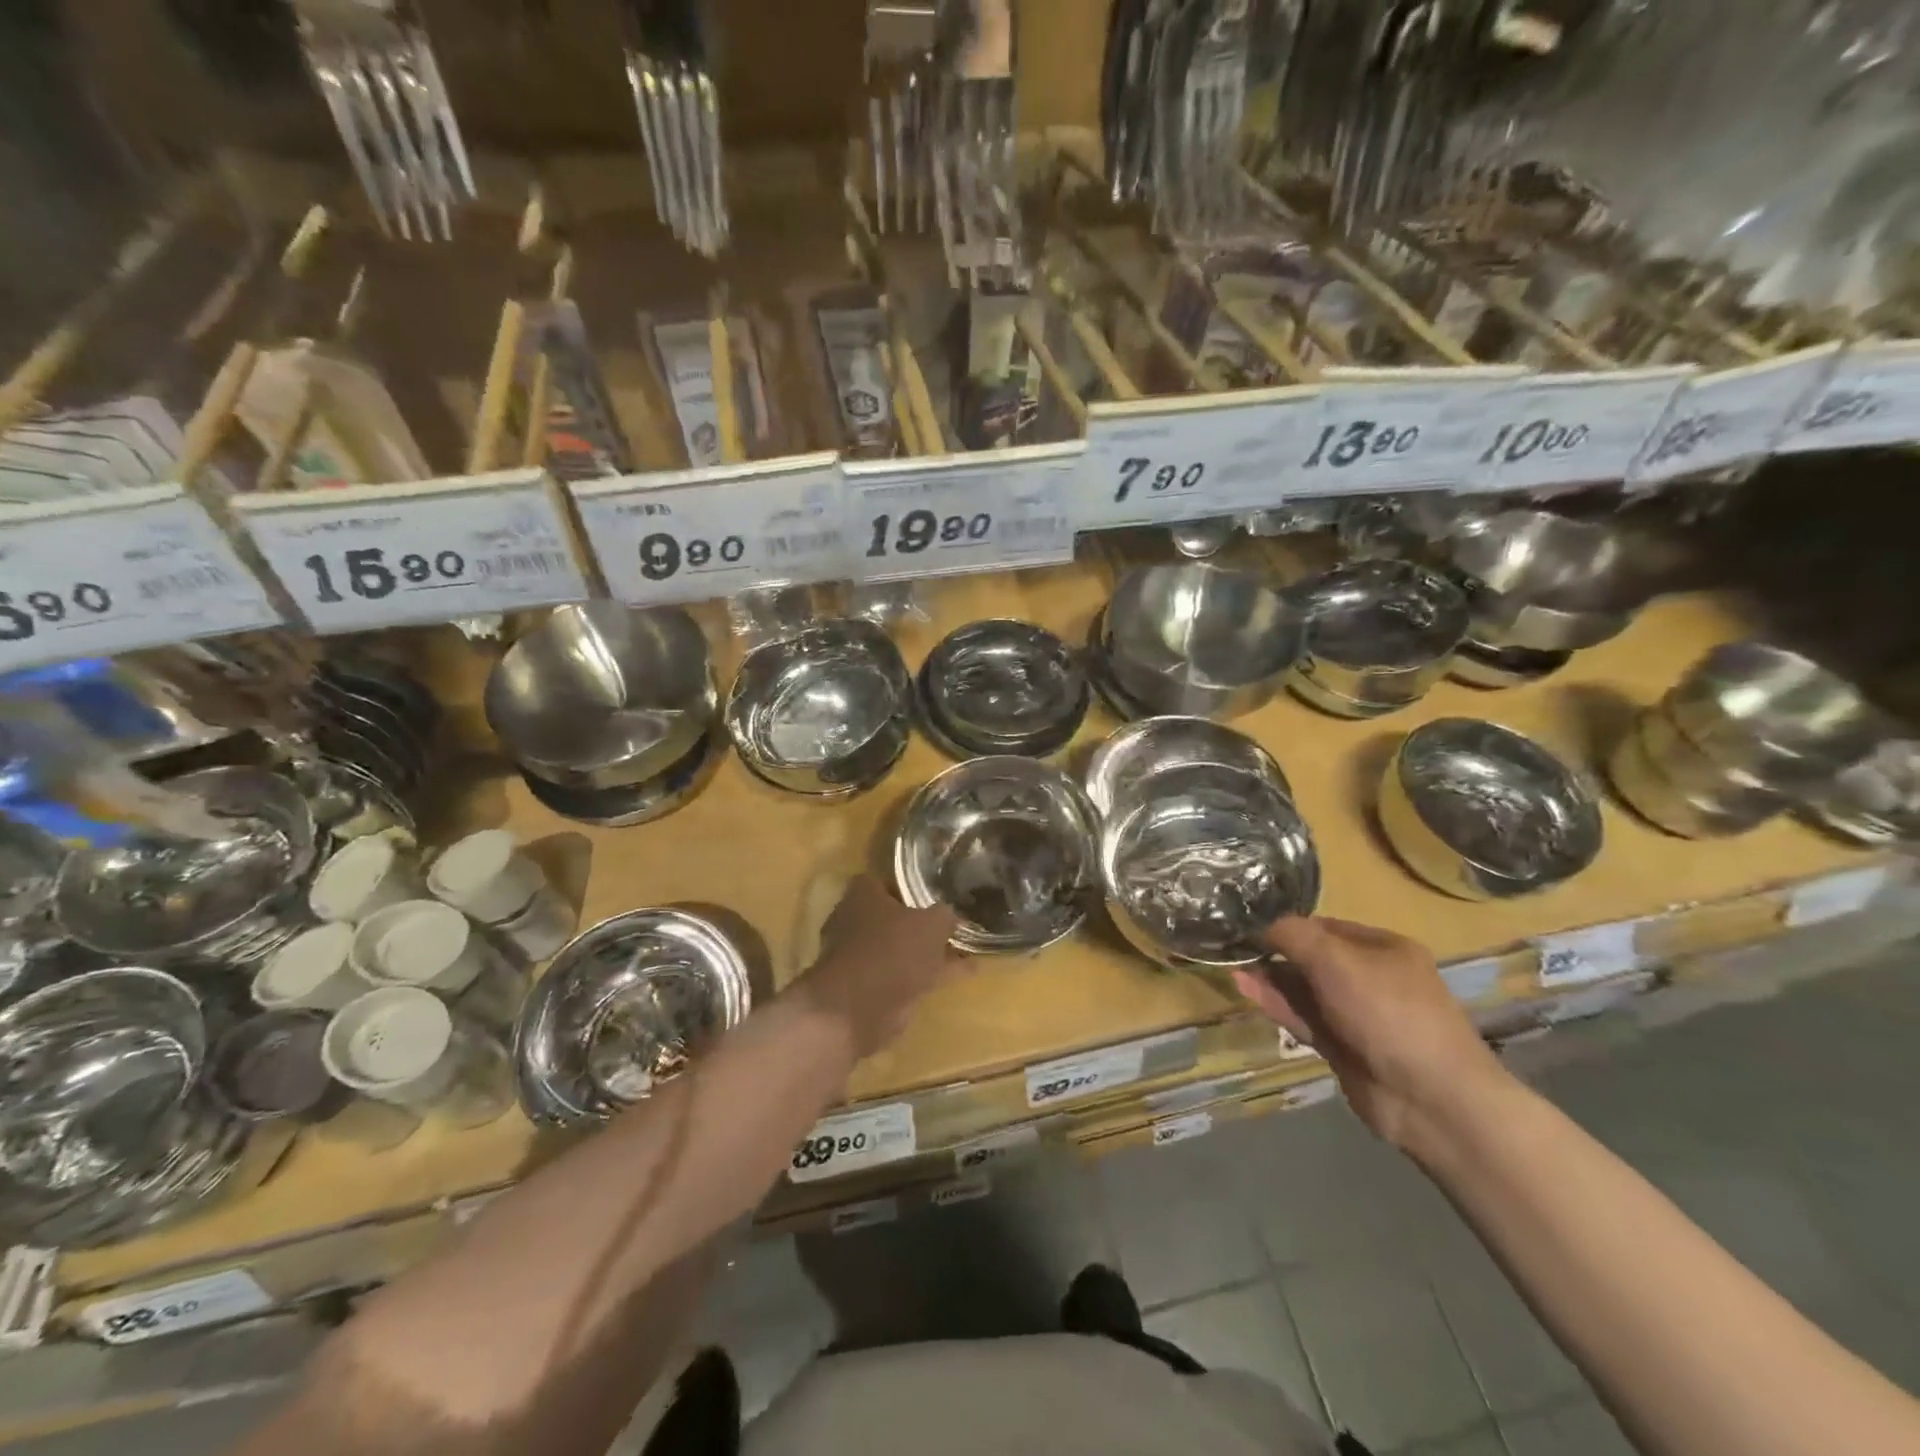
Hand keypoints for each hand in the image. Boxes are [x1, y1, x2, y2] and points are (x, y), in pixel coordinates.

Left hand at [799, 875, 965, 1058]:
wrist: (860, 1007)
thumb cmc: (893, 949)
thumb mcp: (932, 924)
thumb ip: (945, 916)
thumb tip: (950, 915)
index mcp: (862, 895)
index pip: (883, 882)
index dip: (908, 888)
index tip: (932, 895)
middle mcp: (854, 922)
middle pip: (892, 918)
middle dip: (920, 924)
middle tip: (950, 926)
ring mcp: (858, 957)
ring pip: (900, 949)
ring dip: (927, 953)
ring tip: (965, 952)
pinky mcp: (866, 988)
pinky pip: (904, 975)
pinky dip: (929, 976)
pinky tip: (961, 977)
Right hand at [1233, 916, 1509, 1151]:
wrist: (1430, 1098)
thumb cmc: (1387, 1011)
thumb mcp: (1336, 960)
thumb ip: (1293, 935)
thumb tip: (1259, 924)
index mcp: (1383, 948)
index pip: (1324, 927)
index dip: (1287, 925)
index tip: (1248, 925)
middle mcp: (1372, 977)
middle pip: (1312, 958)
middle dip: (1275, 953)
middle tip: (1233, 948)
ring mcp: (1357, 1015)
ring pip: (1305, 990)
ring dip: (1271, 980)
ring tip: (1231, 968)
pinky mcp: (1343, 1047)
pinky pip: (1304, 1018)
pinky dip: (1277, 1005)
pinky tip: (1247, 990)